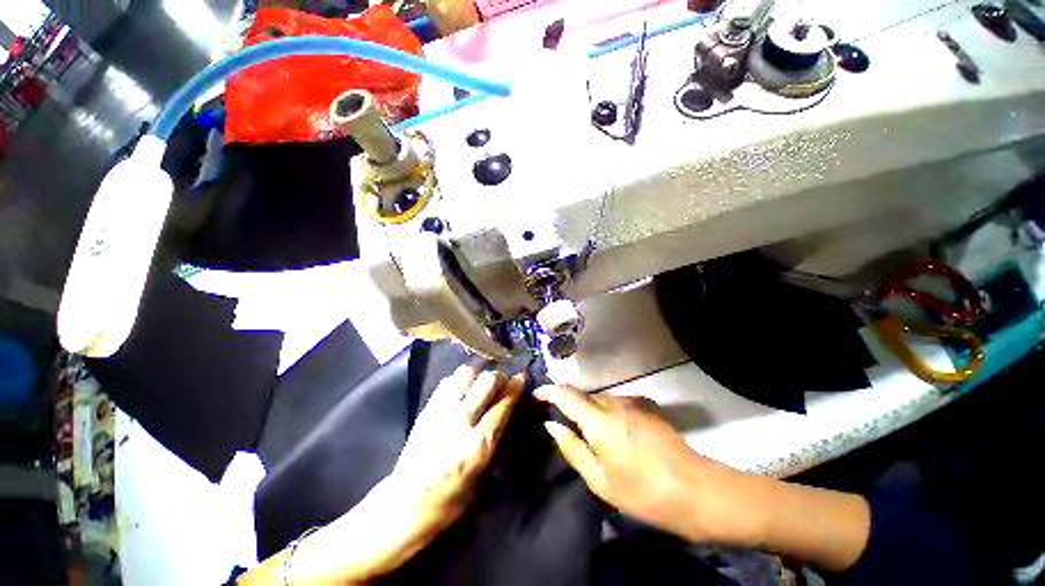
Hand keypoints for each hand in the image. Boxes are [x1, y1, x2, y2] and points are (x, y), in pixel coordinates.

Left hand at [390, 366, 525, 530]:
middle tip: (502, 379)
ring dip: (478, 374)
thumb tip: (505, 415)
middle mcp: (461, 422)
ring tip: (481, 381)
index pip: (503, 404)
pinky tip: (462, 386)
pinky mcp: (426, 410)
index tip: (521, 376)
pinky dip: (458, 379)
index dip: (515, 386)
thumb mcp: (481, 478)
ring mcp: (441, 413)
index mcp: (478, 444)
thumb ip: (494, 442)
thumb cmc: (449, 500)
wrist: (404, 506)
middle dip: (499, 376)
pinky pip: (447, 383)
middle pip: (486, 383)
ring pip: (465, 375)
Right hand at [534, 385, 764, 546]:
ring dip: (593, 413)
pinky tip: (621, 437)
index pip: (566, 394)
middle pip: (584, 397)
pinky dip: (610, 414)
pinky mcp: (647, 404)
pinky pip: (618, 404)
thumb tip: (551, 425)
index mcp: (599, 420)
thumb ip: (572, 448)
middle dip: (573, 407)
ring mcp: (633, 401)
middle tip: (570, 429)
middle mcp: (614, 402)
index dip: (549, 391)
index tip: (537, 394)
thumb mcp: (600, 480)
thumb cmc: (643, 491)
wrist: (696, 489)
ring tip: (598, 439)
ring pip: (602, 400)